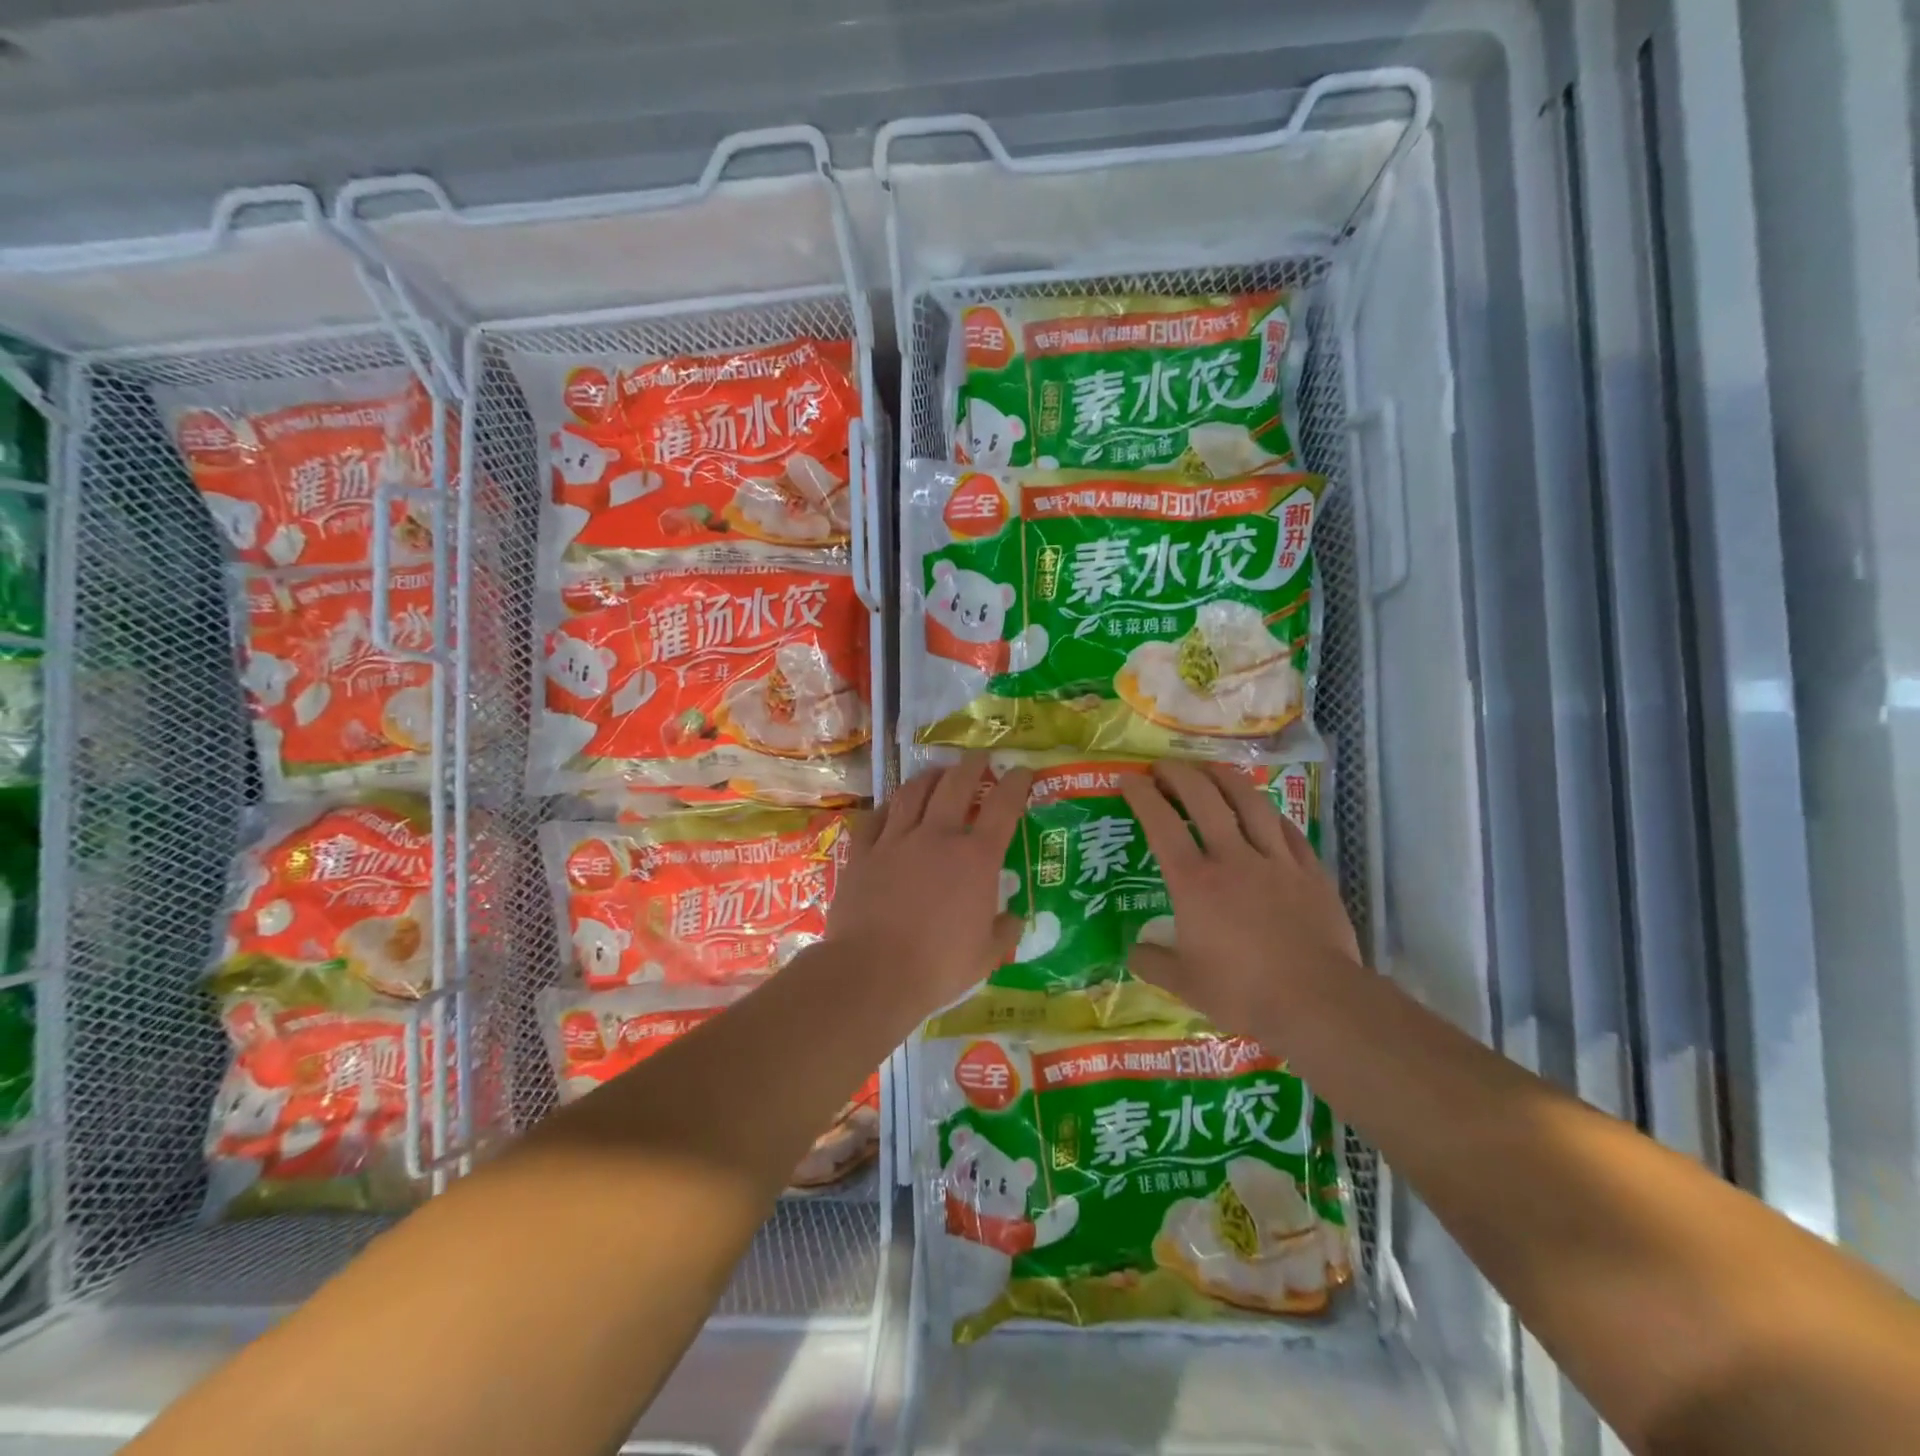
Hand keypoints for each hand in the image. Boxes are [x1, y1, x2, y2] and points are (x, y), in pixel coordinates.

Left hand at [826, 754, 1032, 1011]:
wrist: (873, 972)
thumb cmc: (938, 966)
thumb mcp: (986, 956)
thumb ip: (1004, 932)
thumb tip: (1014, 919)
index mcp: (975, 858)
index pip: (1003, 806)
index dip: (1015, 783)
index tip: (1022, 771)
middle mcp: (937, 836)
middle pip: (956, 784)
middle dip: (971, 765)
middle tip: (979, 757)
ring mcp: (896, 840)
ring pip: (914, 792)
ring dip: (930, 776)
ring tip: (938, 772)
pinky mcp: (863, 852)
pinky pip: (876, 817)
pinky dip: (888, 806)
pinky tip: (892, 805)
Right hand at [1122, 761, 1361, 1042]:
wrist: (1318, 1002)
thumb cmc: (1243, 992)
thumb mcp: (1185, 984)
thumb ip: (1153, 962)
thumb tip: (1133, 950)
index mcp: (1194, 882)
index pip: (1161, 824)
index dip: (1142, 795)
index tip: (1129, 778)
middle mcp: (1232, 859)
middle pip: (1204, 798)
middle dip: (1180, 775)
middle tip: (1164, 767)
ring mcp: (1276, 861)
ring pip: (1250, 802)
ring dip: (1226, 778)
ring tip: (1211, 770)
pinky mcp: (1310, 872)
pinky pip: (1288, 830)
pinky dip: (1270, 814)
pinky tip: (1264, 811)